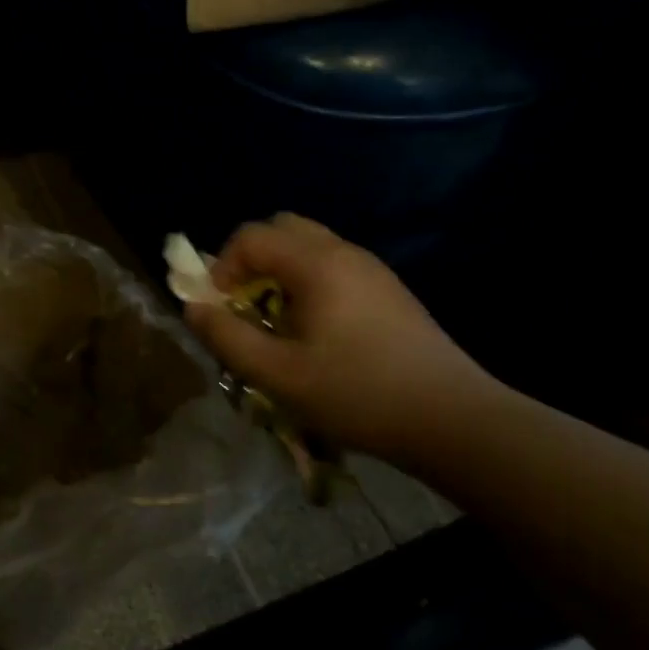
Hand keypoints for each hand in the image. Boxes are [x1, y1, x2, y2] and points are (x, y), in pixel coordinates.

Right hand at [183, 214, 504, 462]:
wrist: (454, 420)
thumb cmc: (359, 394)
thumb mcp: (279, 374)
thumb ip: (227, 337)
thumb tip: (193, 307)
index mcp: (316, 263)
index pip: (251, 236)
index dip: (223, 267)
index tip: (225, 310)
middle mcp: (344, 252)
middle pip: (281, 229)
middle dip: (252, 261)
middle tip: (248, 306)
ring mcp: (371, 268)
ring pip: (308, 247)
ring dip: (280, 273)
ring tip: (280, 324)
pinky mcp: (388, 290)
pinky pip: (333, 266)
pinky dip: (308, 283)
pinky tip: (319, 333)